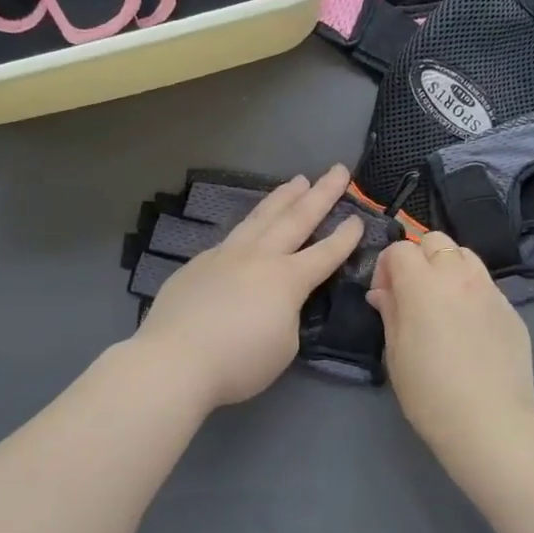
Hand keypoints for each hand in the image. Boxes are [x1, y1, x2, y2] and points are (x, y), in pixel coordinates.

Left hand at [137, 165, 362, 409]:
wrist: (175, 360)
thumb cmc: (239, 362)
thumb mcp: (284, 346)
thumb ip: (288, 315)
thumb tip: (276, 302)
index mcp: (287, 279)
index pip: (325, 253)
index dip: (345, 237)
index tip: (359, 217)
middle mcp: (259, 257)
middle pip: (296, 218)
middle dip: (322, 194)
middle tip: (338, 170)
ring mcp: (225, 256)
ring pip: (260, 217)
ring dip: (283, 197)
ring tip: (297, 180)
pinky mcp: (199, 264)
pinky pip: (231, 238)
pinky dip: (249, 226)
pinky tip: (249, 227)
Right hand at [367, 232, 533, 461]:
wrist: (489, 422)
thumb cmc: (430, 393)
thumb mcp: (396, 353)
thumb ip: (390, 312)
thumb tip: (383, 292)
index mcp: (423, 284)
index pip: (400, 249)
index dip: (386, 267)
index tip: (384, 295)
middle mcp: (460, 276)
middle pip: (436, 241)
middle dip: (419, 258)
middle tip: (413, 293)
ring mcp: (491, 291)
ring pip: (466, 256)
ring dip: (448, 269)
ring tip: (443, 304)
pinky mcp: (512, 310)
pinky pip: (486, 286)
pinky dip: (471, 293)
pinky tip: (469, 329)